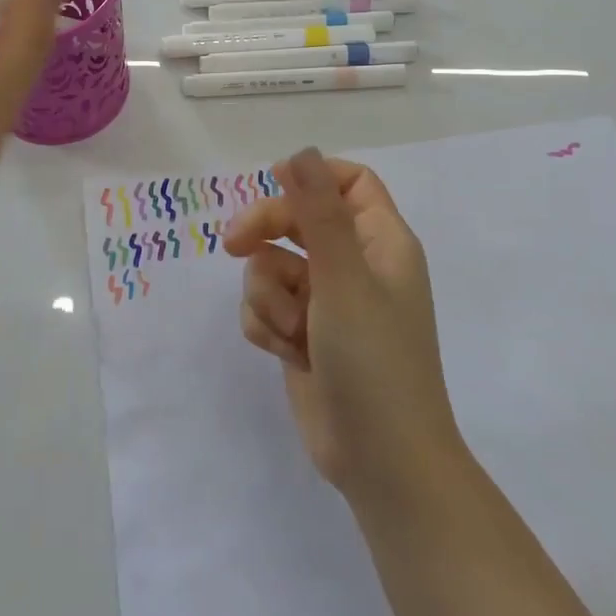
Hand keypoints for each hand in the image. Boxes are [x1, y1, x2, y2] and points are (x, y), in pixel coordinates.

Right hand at [225, 148, 462, 500]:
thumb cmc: (374, 361)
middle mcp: (355, 265)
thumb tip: (300, 152)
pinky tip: (285, 352)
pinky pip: (266, 305)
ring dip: (270, 295)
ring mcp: (327, 302)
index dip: (313, 177)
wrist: (382, 463)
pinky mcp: (303, 334)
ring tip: (292, 331)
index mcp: (381, 242)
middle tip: (233, 244)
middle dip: (265, 231)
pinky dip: (268, 324)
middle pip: (299, 219)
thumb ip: (318, 212)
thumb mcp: (344, 279)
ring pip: (273, 265)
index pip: (350, 182)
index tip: (273, 181)